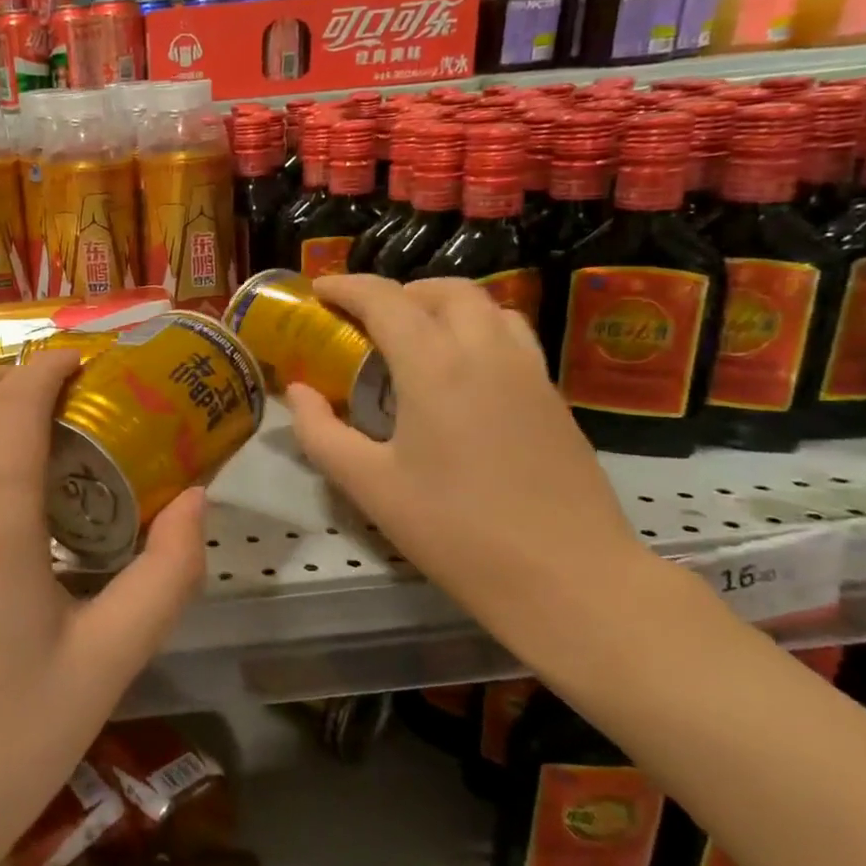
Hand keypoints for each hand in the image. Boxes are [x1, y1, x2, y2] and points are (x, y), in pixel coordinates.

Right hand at [285, 275, 652, 627]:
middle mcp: (486, 352)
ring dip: (443, 305)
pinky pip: (511, 336)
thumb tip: (297, 392)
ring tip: (413, 338)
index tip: (318, 290)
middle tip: (365, 320)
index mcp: (435, 367)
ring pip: (486, 306)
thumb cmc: (455, 531)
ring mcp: (529, 371)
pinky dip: (475, 329)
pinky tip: (458, 374)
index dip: (347, 287)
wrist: (569, 578)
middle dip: (398, 292)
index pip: (386, 300)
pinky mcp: (553, 396)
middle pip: (443, 290)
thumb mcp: (369, 486)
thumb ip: (320, 431)